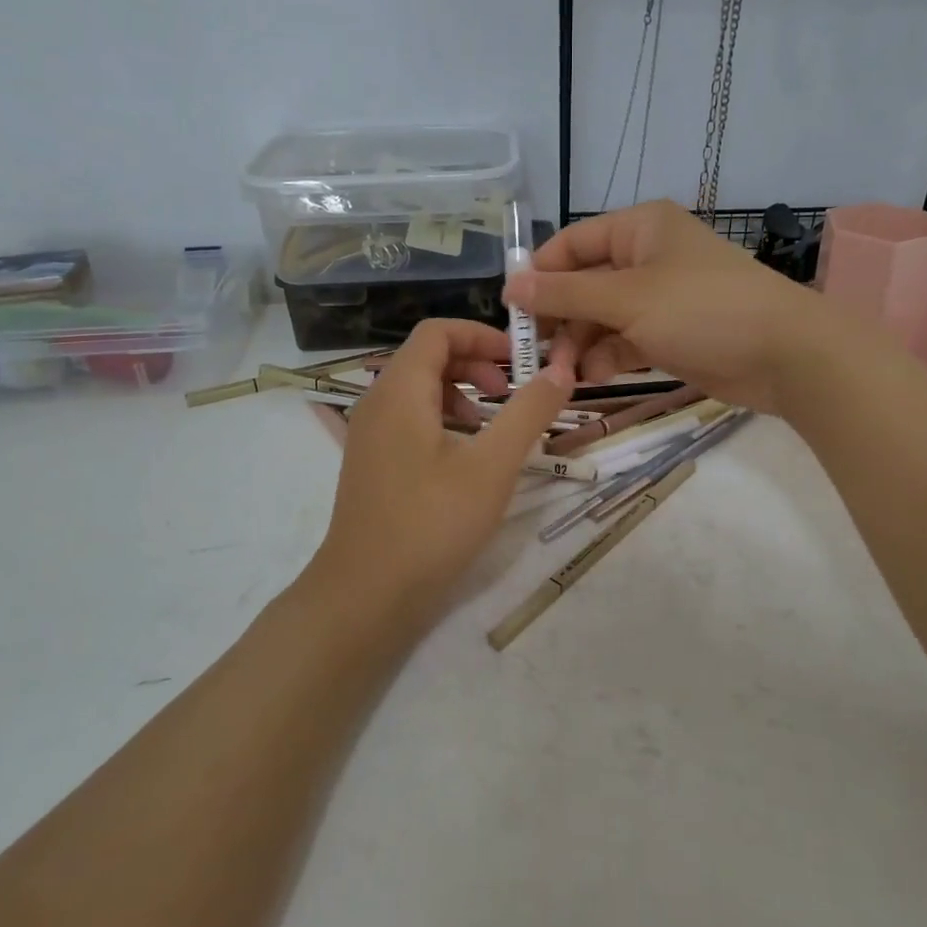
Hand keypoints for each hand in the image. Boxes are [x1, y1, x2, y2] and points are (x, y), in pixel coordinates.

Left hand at [310, 319, 573, 625]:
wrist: (366, 595)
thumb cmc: (431, 524)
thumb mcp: (492, 466)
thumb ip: (528, 413)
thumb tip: (560, 370)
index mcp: (399, 391)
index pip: (437, 332)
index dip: (481, 334)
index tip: (520, 360)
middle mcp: (377, 403)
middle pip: (427, 358)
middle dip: (475, 363)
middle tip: (512, 391)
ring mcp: (369, 436)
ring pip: (418, 391)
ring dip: (461, 394)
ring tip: (494, 426)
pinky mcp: (373, 465)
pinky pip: (409, 421)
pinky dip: (443, 421)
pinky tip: (467, 458)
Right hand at [503, 200, 835, 413]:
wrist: (784, 355)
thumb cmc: (703, 310)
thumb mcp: (628, 298)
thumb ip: (567, 293)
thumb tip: (511, 285)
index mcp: (639, 228)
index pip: (572, 244)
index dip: (539, 274)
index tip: (511, 312)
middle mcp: (646, 258)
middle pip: (584, 284)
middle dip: (560, 318)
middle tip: (536, 354)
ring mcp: (660, 299)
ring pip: (602, 318)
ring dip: (580, 344)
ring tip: (564, 373)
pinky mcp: (671, 335)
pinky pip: (625, 341)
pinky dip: (607, 358)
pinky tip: (591, 378)